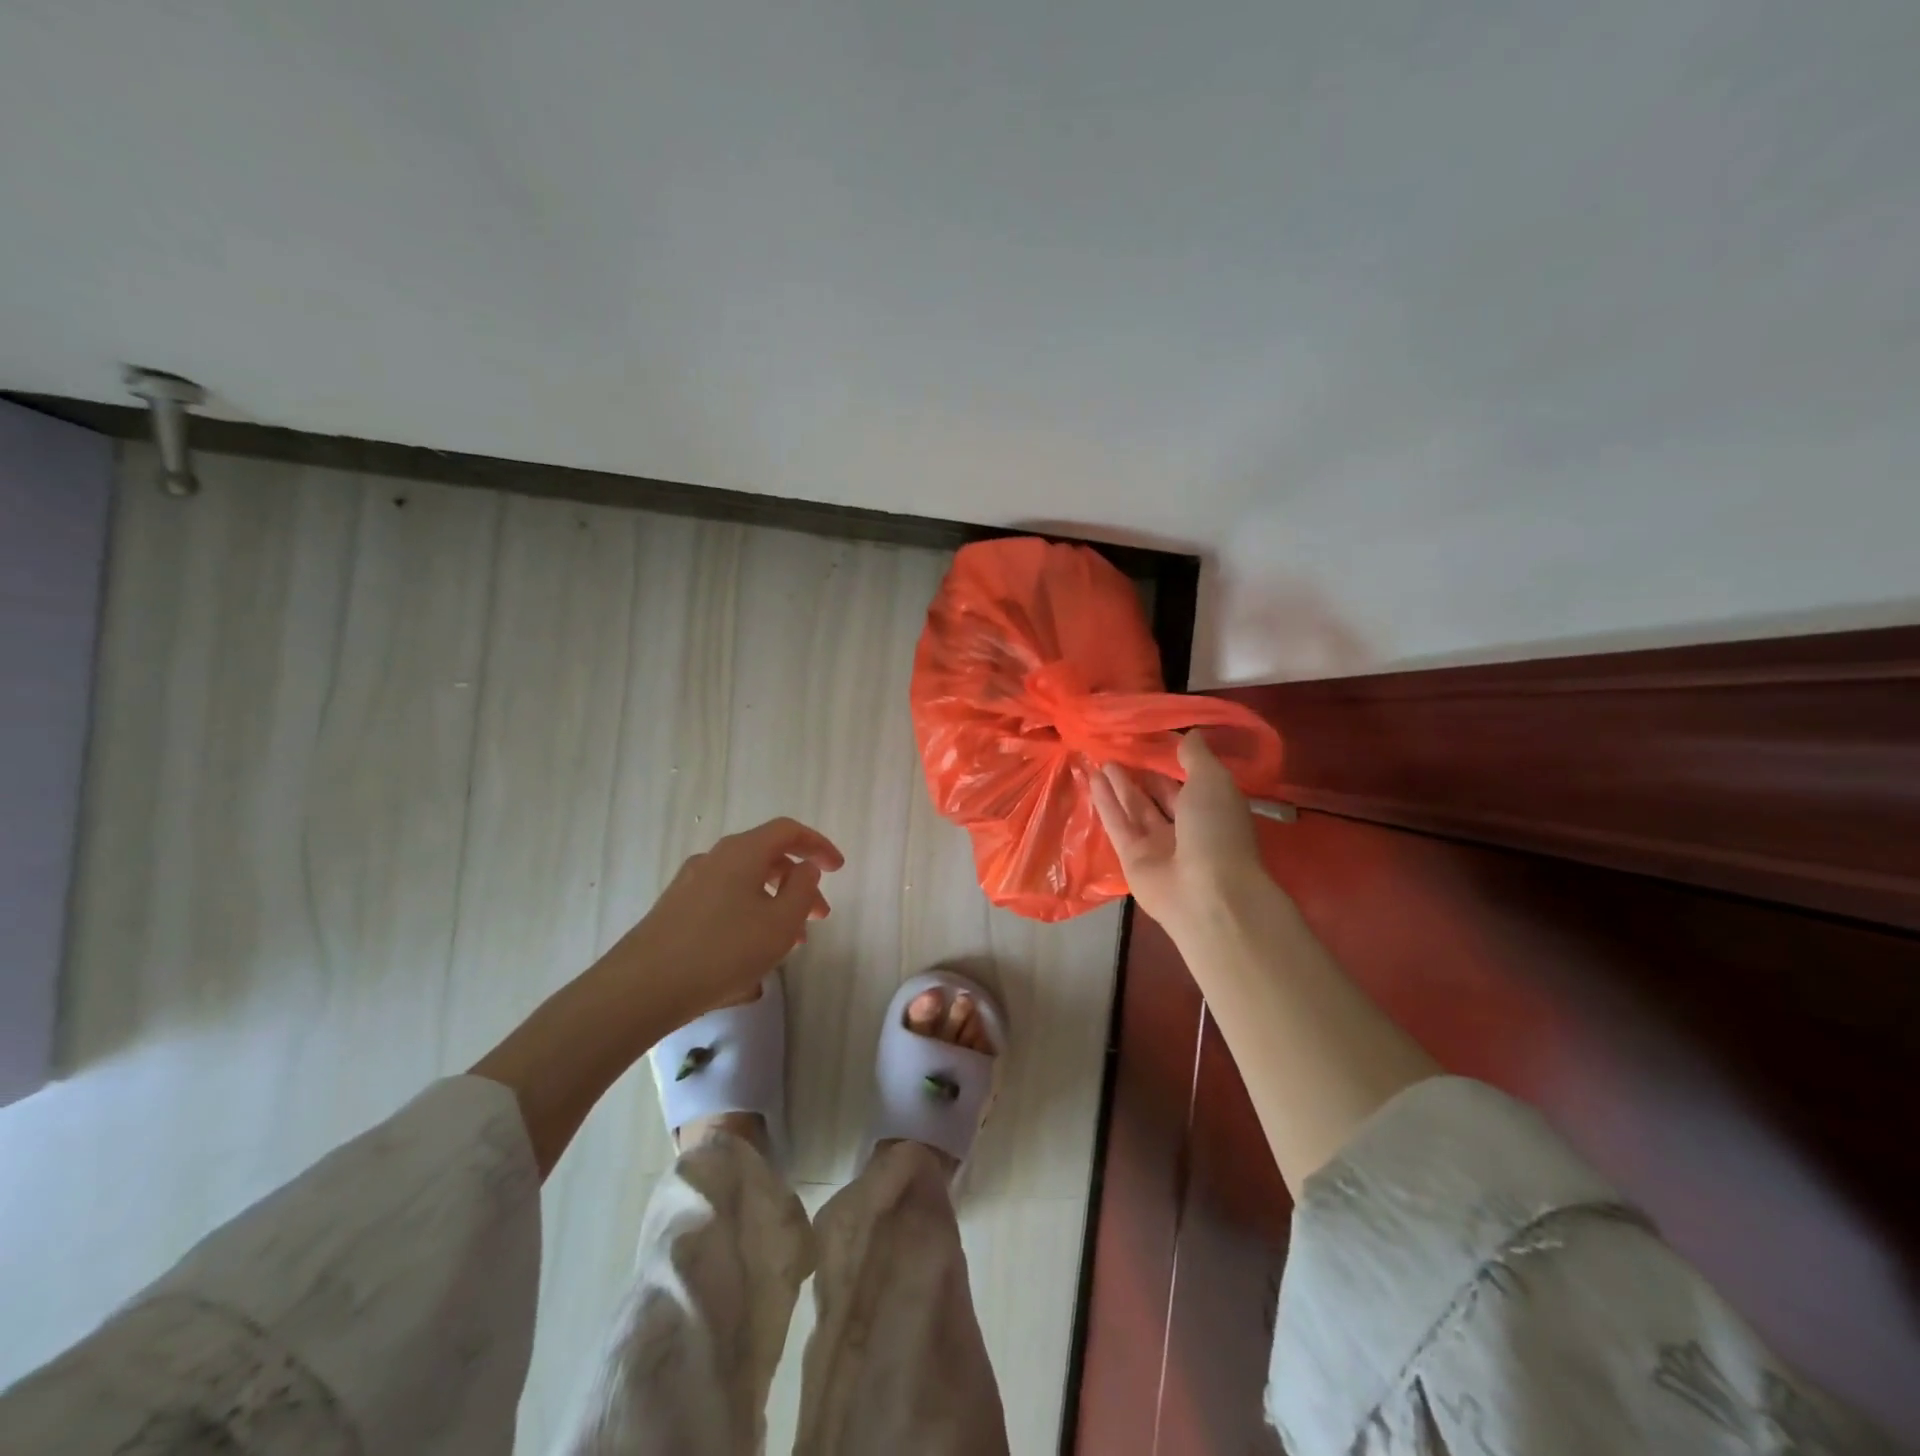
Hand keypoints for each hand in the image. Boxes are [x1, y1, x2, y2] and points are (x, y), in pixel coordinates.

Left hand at [615, 817, 843, 1028]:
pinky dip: (749, 917)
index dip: (818, 845)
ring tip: (790, 944)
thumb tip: (806, 868)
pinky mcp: (675, 910)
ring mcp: (690, 884)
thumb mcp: (780, 923)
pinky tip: (753, 955)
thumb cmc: (723, 951)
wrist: (641, 988)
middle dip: (799, 884)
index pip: (788, 830)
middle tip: (819, 916)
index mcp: (742, 852)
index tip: (838, 868)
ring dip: (775, 905)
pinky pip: (725, 903)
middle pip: (767, 858)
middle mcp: (714, 858)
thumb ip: (803, 890)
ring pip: (746, 884)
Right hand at [1091, 733, 1264, 934]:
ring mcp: (1159, 846)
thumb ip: (1197, 757)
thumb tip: (1190, 735)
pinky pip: (1118, 825)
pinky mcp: (1132, 858)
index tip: (1151, 740)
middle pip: (1160, 796)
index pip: (1191, 782)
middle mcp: (1187, 828)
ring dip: (1119, 785)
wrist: (1206, 893)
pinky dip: (1106, 802)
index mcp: (1214, 810)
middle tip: (1119, 750)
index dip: (1172, 762)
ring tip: (1100, 760)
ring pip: (1136, 809)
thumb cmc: (1217, 830)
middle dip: (1142, 775)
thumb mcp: (1213, 782)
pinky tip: (1092, 779)